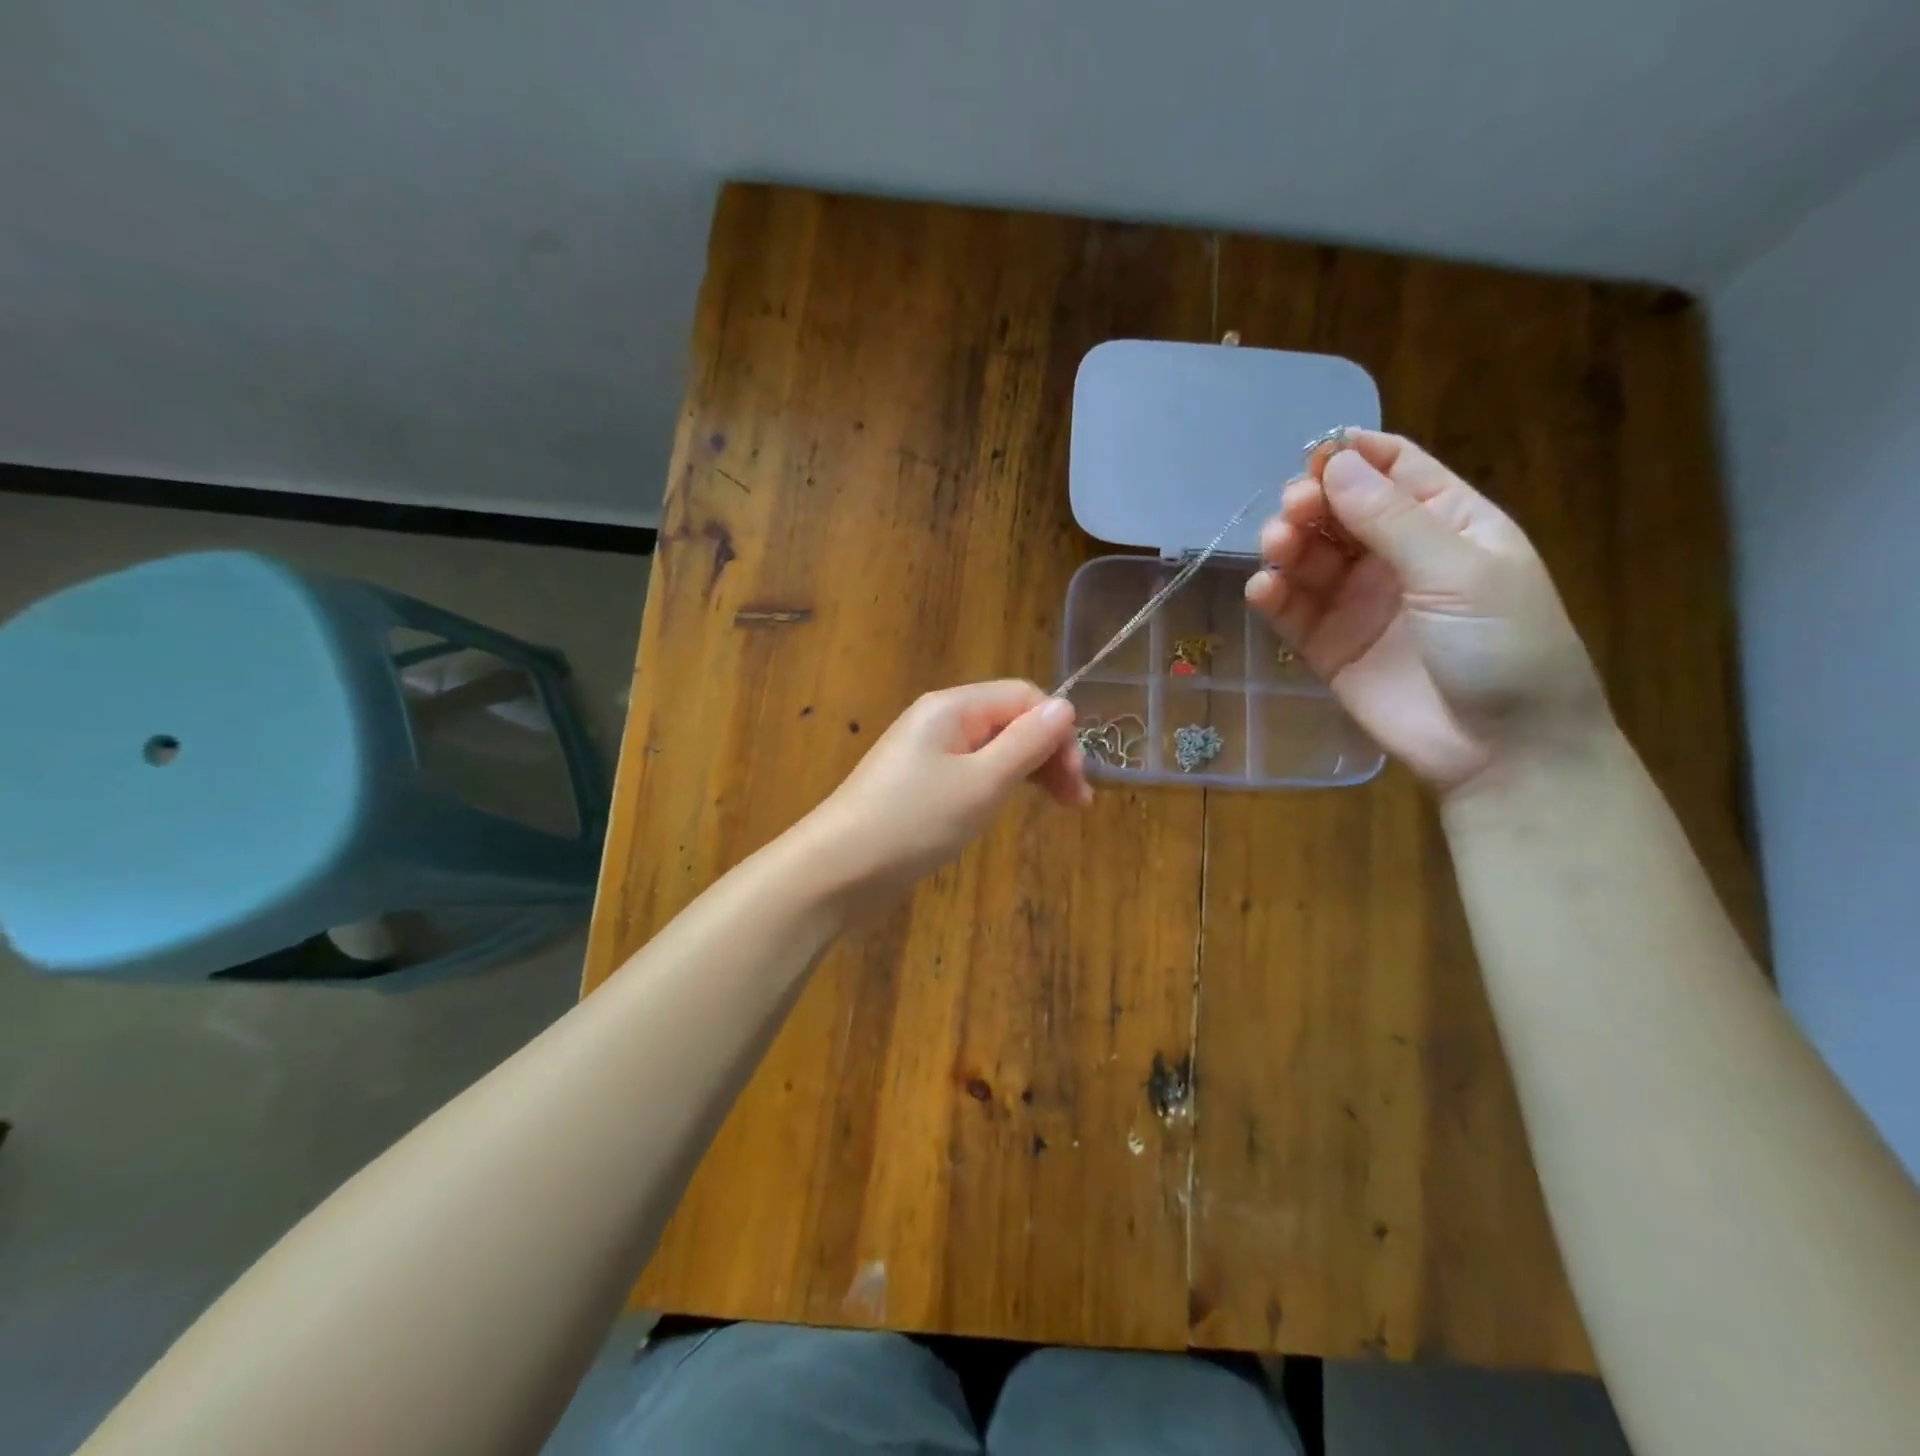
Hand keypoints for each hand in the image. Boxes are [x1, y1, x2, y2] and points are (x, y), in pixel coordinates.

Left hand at [801, 680, 1089, 893]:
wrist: (838, 869)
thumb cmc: (914, 822)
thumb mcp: (982, 782)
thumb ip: (1027, 742)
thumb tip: (1066, 705)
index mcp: (953, 707)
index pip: (1024, 697)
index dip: (1058, 731)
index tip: (1078, 779)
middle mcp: (939, 721)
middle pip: (1010, 721)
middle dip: (1048, 753)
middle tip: (1076, 802)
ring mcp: (926, 754)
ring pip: (993, 749)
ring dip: (1029, 771)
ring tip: (1057, 807)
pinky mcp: (919, 786)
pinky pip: (971, 772)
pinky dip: (999, 786)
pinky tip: (1008, 808)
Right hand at [1244, 430, 1607, 793]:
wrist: (1502, 749)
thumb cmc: (1504, 646)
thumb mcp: (1458, 571)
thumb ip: (1391, 518)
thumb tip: (1334, 461)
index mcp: (1447, 523)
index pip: (1393, 470)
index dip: (1352, 457)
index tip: (1315, 456)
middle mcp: (1397, 557)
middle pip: (1339, 511)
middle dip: (1312, 502)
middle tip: (1294, 511)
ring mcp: (1359, 603)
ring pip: (1309, 558)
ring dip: (1287, 545)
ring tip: (1277, 548)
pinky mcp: (1328, 646)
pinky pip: (1292, 611)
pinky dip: (1273, 596)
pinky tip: (1265, 589)